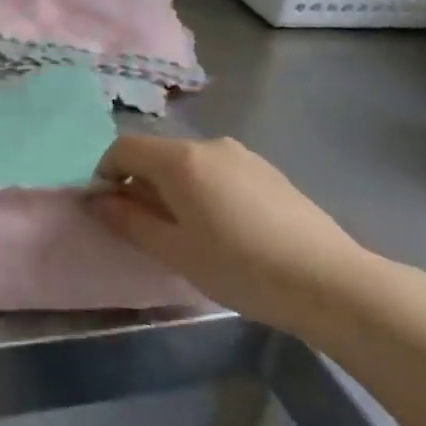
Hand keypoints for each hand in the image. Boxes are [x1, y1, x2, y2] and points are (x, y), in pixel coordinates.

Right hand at [88, 134, 371, 336]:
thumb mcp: (174, 251)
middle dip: (141, 186)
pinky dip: (205, 192)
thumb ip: (129, 221)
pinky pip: (219, 173)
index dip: (105, 175)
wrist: (329, 281)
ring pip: (190, 165)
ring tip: (189, 235)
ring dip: (174, 190)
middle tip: (147, 231)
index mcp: (180, 159)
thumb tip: (97, 200)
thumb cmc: (239, 266)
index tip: (108, 211)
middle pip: (157, 155)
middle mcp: (209, 145)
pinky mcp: (268, 172)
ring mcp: (243, 155)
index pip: (123, 149)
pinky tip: (227, 231)